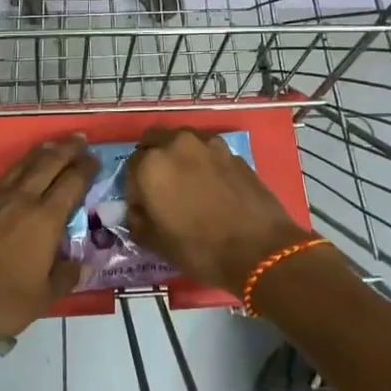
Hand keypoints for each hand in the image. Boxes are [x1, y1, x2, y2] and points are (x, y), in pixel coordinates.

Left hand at [0, 137, 96, 356]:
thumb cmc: (0, 302)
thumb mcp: (43, 298)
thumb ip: (66, 276)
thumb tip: (83, 265)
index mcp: (44, 219)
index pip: (72, 182)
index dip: (86, 168)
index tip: (95, 158)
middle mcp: (20, 200)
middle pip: (48, 164)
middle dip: (66, 149)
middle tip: (79, 138)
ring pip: (20, 167)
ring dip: (39, 153)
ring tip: (51, 145)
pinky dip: (12, 174)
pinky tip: (14, 179)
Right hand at [124, 127, 315, 294]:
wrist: (260, 250)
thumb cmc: (199, 249)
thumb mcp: (155, 243)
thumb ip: (137, 220)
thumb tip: (138, 209)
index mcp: (151, 165)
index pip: (130, 166)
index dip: (134, 187)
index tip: (143, 204)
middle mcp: (177, 145)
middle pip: (155, 140)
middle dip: (152, 158)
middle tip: (161, 186)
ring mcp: (209, 145)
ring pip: (183, 140)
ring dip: (179, 155)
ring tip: (188, 183)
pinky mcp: (234, 153)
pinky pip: (209, 151)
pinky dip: (204, 162)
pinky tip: (213, 186)